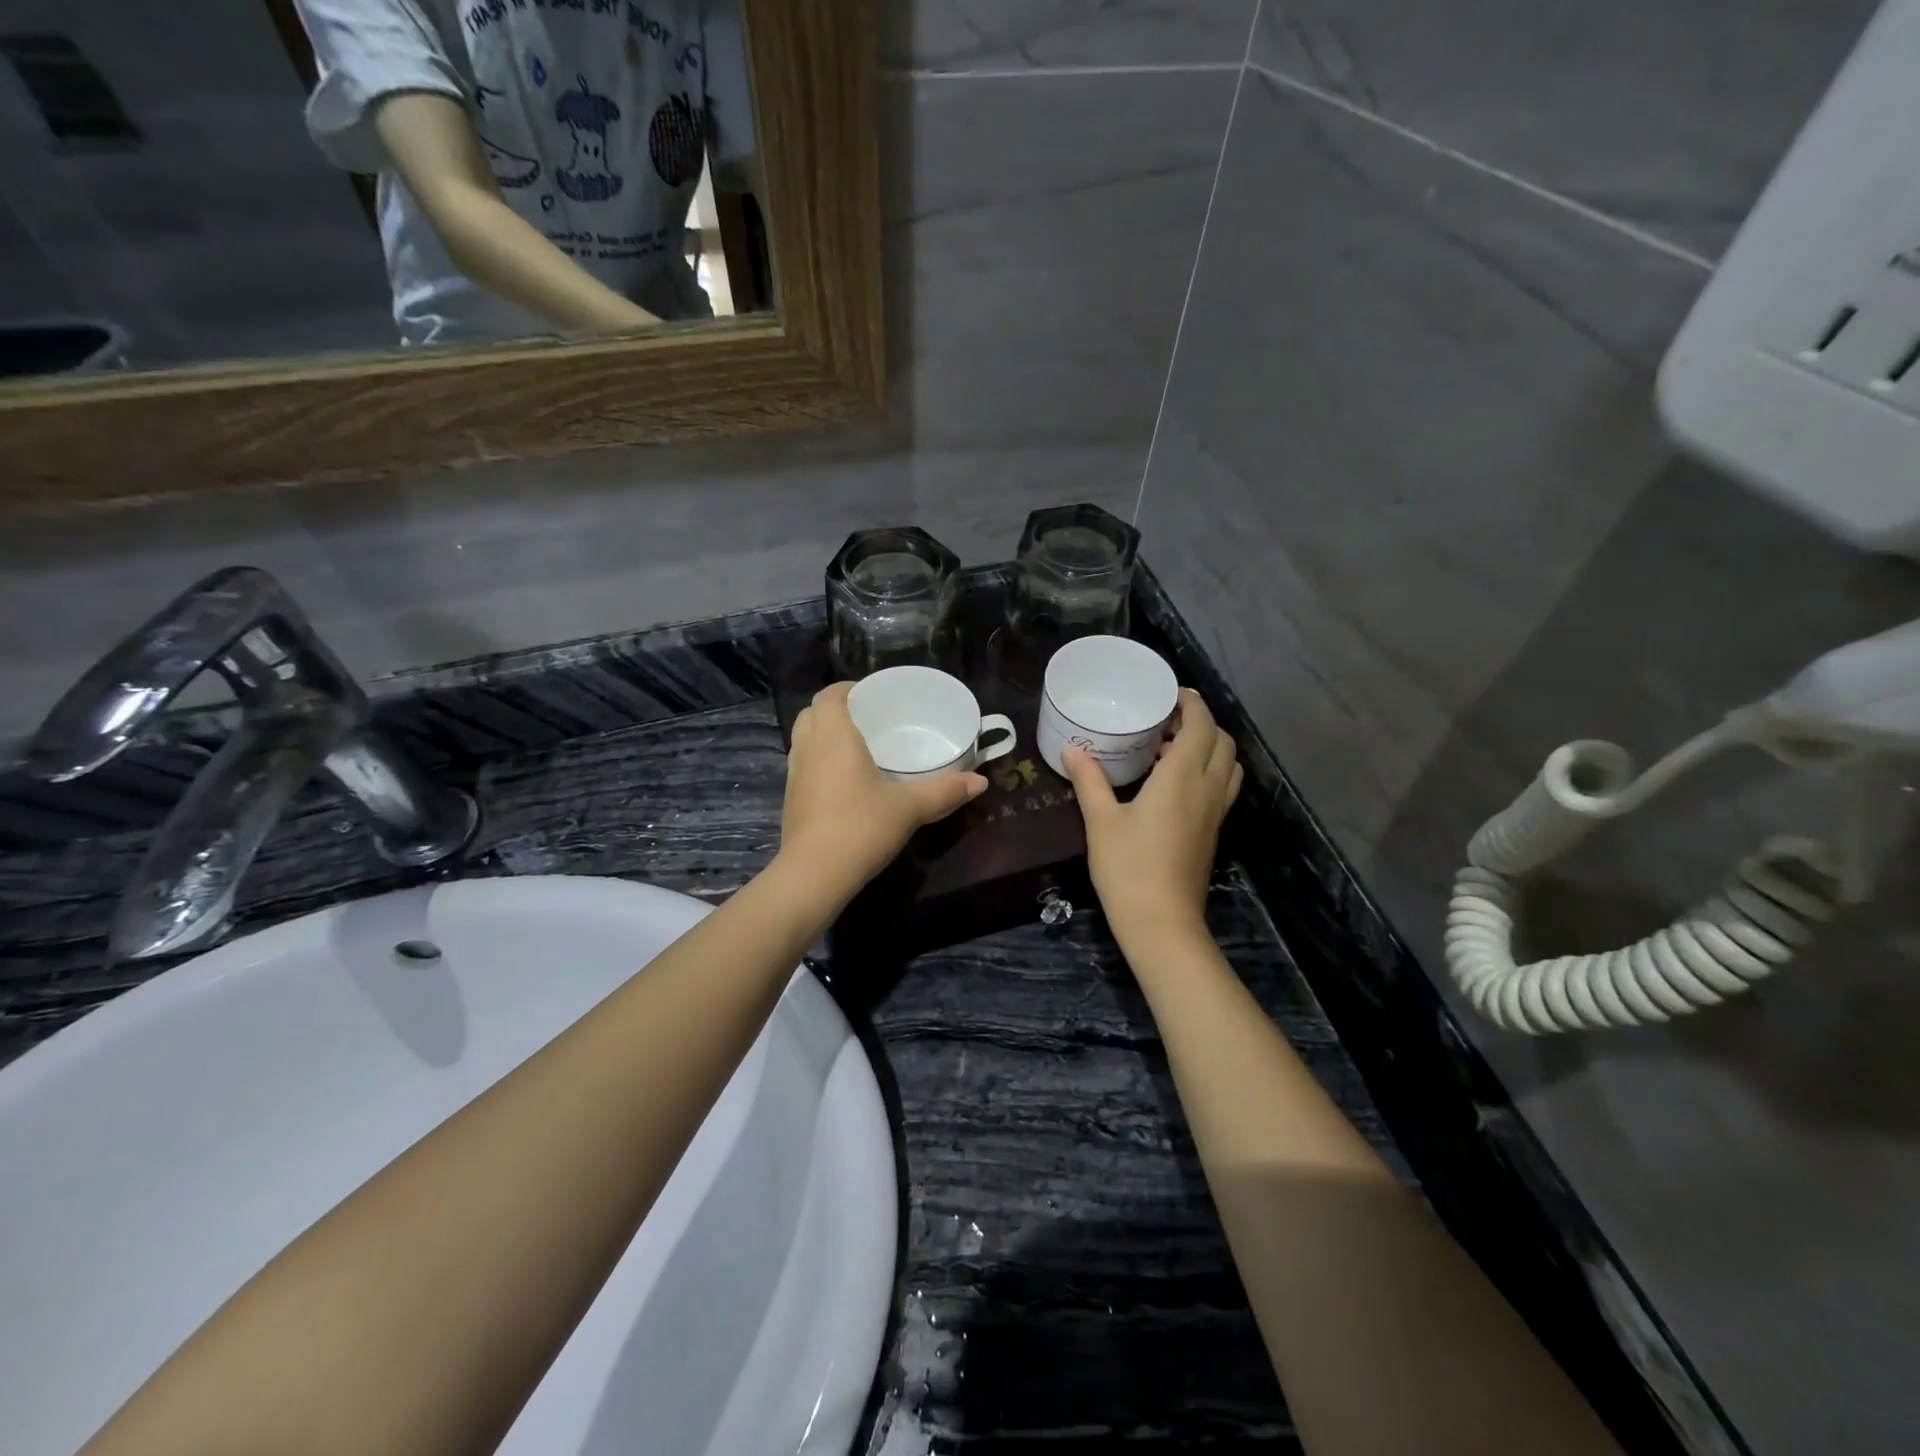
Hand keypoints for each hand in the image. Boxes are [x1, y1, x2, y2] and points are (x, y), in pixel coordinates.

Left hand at [777, 682, 986, 902]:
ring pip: (803, 740)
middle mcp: (809, 748)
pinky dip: (818, 761)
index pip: (829, 695)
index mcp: (834, 736)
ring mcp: (795, 775)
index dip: (847, 689)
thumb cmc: (861, 827)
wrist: (814, 874)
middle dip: (834, 710)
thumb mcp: (909, 807)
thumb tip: (981, 781)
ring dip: (823, 735)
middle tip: (867, 720)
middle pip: (811, 713)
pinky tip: (845, 782)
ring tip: (856, 748)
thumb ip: (945, 791)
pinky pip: (803, 765)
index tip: (871, 696)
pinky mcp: (791, 800)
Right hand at [1062, 689, 1242, 952]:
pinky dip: (1209, 770)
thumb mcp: (1101, 820)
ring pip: (1229, 765)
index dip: (1192, 703)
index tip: (1171, 693)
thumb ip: (1089, 781)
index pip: (1201, 725)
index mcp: (1183, 777)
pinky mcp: (1213, 832)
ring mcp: (1215, 813)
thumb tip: (1072, 749)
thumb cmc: (1128, 867)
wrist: (1162, 922)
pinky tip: (1176, 782)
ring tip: (1174, 746)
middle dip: (1202, 722)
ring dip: (1210, 746)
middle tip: (1168, 719)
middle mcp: (1207, 789)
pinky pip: (1222, 786)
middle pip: (1222, 741)